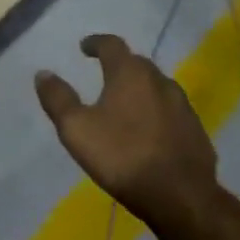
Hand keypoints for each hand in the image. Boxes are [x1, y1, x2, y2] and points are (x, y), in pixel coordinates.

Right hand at [35, 35, 223, 232]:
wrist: (180, 196)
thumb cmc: (122, 156)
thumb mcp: (76, 129)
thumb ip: (58, 99)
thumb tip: (43, 73)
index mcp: (130, 74)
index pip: (112, 45)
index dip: (96, 43)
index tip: (85, 47)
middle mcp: (160, 81)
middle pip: (137, 64)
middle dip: (119, 65)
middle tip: (104, 75)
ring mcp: (183, 106)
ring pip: (157, 87)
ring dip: (140, 89)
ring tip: (126, 103)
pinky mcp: (196, 130)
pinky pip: (171, 112)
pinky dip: (157, 113)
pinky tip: (149, 131)